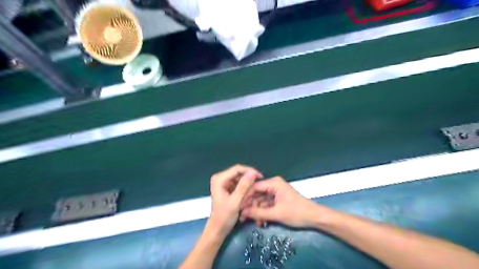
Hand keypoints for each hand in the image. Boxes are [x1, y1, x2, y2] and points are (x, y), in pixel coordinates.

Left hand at [209, 164, 260, 236]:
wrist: (217, 230)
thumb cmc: (224, 217)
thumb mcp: (236, 201)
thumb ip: (244, 186)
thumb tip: (253, 172)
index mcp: (219, 179)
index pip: (237, 169)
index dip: (249, 171)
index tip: (260, 176)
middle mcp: (220, 178)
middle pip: (238, 173)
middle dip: (249, 178)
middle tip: (259, 184)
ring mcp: (223, 183)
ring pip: (239, 178)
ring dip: (247, 183)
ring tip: (255, 189)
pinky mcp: (227, 188)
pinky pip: (238, 184)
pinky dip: (245, 188)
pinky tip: (250, 193)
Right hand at [240, 177, 324, 227]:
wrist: (314, 218)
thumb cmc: (297, 212)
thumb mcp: (276, 214)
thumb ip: (258, 213)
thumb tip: (243, 212)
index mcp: (274, 183)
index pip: (254, 187)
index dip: (246, 197)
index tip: (238, 207)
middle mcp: (274, 185)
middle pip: (257, 194)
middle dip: (251, 206)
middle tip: (243, 217)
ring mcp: (276, 192)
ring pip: (261, 200)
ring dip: (257, 211)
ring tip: (253, 222)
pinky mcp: (278, 199)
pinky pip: (267, 204)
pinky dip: (263, 212)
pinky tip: (260, 222)